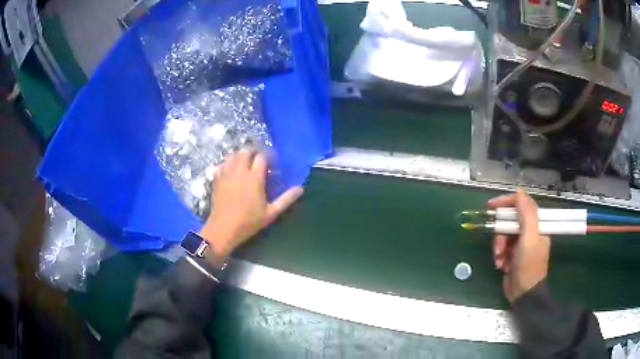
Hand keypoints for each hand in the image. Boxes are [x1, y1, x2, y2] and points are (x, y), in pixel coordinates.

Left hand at [199, 150, 303, 264]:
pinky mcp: (216, 179)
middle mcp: (239, 171)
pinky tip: (230, 172)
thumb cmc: (249, 222)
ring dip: (239, 156)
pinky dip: (226, 165)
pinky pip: (221, 164)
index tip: (270, 164)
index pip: (261, 157)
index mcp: (254, 178)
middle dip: (252, 153)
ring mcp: (226, 174)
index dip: (267, 157)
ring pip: (232, 155)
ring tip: (244, 165)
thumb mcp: (271, 213)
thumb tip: (300, 188)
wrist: (224, 229)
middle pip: (245, 151)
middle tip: (257, 161)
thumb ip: (286, 199)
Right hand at [487, 188, 549, 302]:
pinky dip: (499, 255)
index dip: (506, 203)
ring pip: (503, 234)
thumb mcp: (529, 239)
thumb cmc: (529, 266)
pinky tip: (501, 265)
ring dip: (498, 246)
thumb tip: (519, 191)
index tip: (491, 207)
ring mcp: (521, 243)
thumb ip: (527, 215)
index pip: (522, 204)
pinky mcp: (513, 254)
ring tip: (500, 259)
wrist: (524, 294)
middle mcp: (529, 231)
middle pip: (510, 220)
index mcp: (537, 224)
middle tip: (498, 246)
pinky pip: (502, 247)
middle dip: (501, 233)